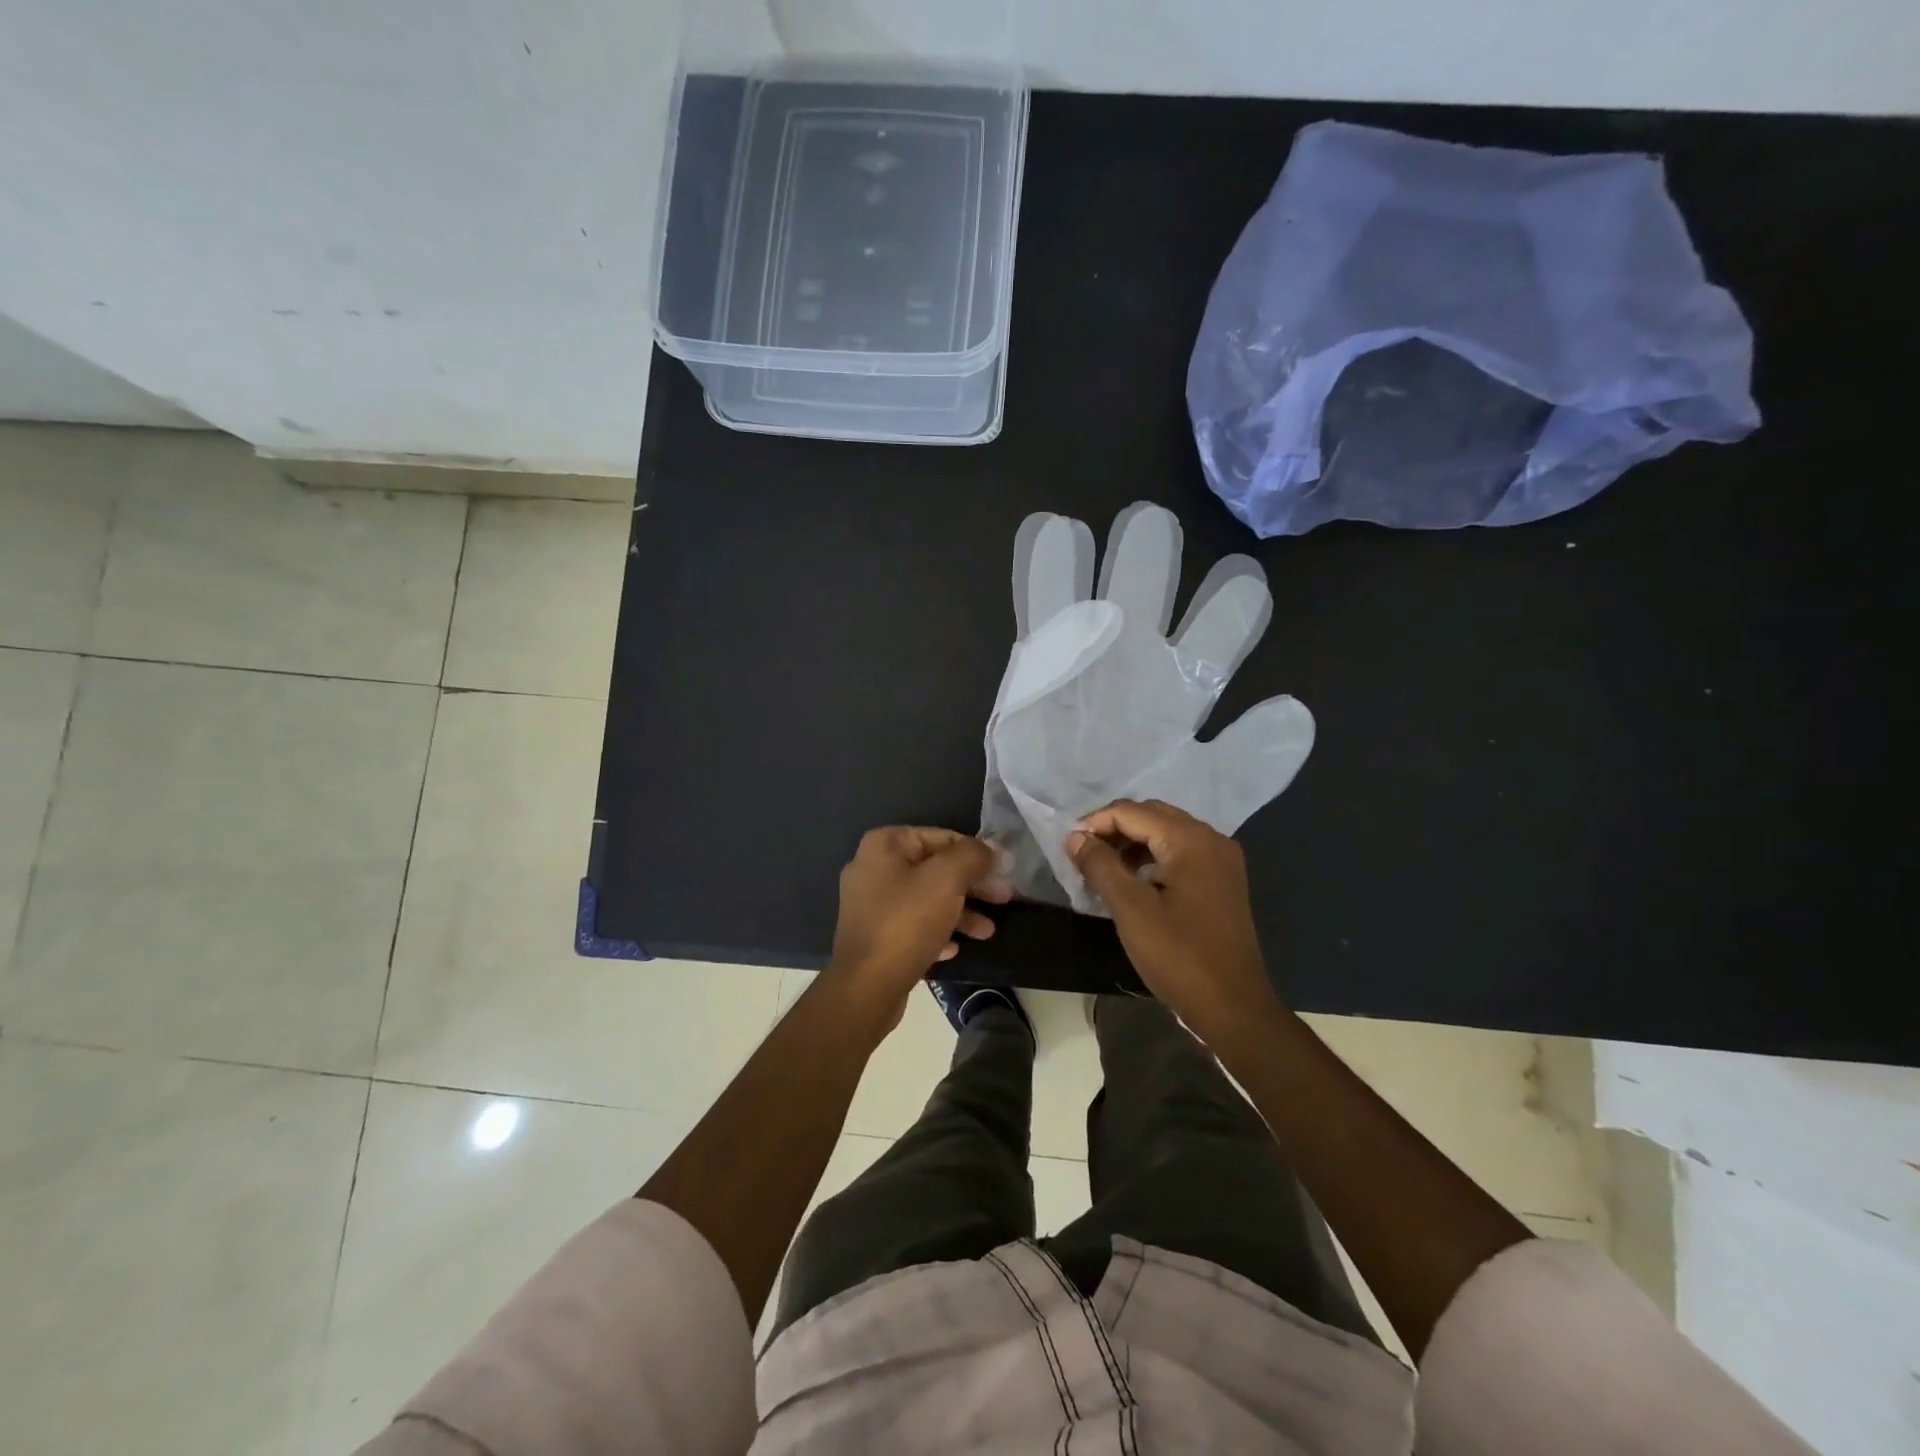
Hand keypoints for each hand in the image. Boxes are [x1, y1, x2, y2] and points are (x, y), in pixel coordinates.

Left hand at [828, 827, 1010, 1025]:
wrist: (866, 987)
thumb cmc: (907, 922)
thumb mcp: (947, 879)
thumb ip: (972, 856)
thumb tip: (989, 849)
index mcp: (884, 845)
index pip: (940, 836)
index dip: (976, 852)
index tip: (1003, 870)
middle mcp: (872, 869)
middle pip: (934, 869)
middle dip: (972, 885)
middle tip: (1004, 898)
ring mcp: (870, 905)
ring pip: (926, 899)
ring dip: (960, 912)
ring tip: (988, 932)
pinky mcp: (874, 937)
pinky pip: (912, 926)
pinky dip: (937, 933)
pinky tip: (955, 949)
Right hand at [1067, 799, 1282, 1044]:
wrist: (1233, 1008)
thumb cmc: (1179, 957)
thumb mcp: (1131, 910)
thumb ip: (1100, 865)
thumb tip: (1075, 836)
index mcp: (1191, 840)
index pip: (1132, 812)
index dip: (1095, 823)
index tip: (1068, 847)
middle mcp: (1211, 839)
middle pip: (1152, 815)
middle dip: (1114, 829)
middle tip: (1083, 855)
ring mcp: (1221, 859)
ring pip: (1166, 833)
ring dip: (1132, 842)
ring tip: (1102, 868)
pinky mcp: (1222, 880)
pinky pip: (1180, 852)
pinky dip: (1152, 857)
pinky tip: (1133, 880)